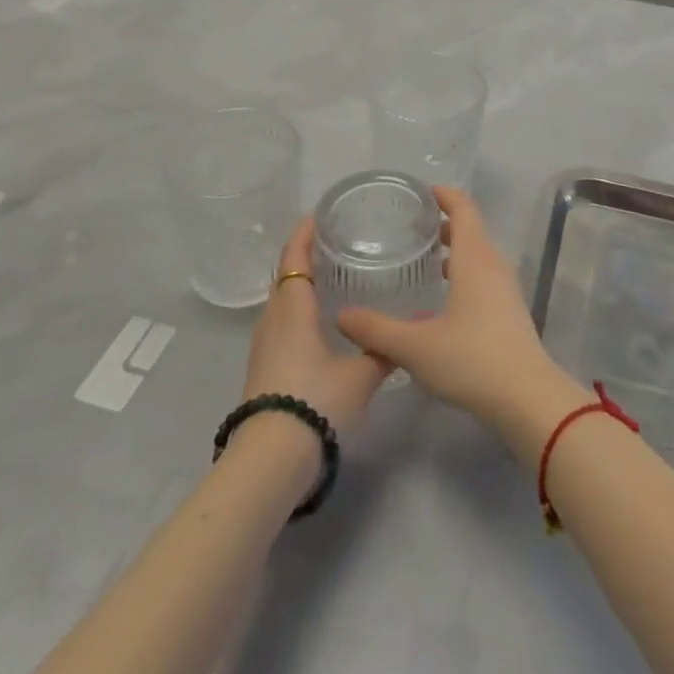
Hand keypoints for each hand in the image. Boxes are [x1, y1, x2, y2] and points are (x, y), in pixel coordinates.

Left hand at [241, 218, 392, 436]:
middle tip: (339, 243)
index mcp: (293, 308)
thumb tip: (410, 329)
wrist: (270, 460)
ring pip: (282, 301)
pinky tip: (324, 322)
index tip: (322, 214)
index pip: (294, 256)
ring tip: (336, 278)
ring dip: (303, 284)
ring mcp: (264, 345)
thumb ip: (383, 349)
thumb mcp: (360, 375)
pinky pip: (282, 323)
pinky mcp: (264, 367)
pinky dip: (300, 310)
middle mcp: (273, 319)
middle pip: (286, 275)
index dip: (305, 232)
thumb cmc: (315, 402)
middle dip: (307, 256)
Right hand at [337, 187, 584, 459]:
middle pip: (471, 230)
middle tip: (411, 229)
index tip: (420, 192)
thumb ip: (377, 330)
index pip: (463, 208)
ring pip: (478, 256)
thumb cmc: (471, 359)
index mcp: (475, 258)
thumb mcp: (416, 346)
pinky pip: (483, 278)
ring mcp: (505, 289)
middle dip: (443, 224)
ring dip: (454, 252)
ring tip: (423, 262)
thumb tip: (342, 316)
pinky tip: (440, 303)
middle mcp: (493, 265)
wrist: (527, 398)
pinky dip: (463, 275)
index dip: (444, 195)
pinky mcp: (509, 312)